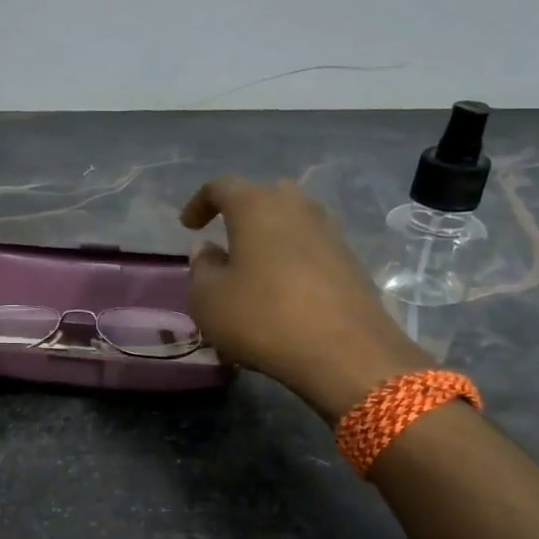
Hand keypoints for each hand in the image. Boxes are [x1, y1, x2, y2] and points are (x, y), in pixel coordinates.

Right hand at [181, 177, 427, 421]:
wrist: (344, 351)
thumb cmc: (262, 317)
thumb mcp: (208, 299)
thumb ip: (201, 268)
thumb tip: (208, 250)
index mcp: (256, 205)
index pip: (221, 186)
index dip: (200, 202)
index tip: (188, 225)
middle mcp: (297, 206)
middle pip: (264, 196)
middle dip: (242, 214)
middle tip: (226, 240)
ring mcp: (330, 232)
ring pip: (292, 221)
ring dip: (270, 237)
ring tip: (254, 268)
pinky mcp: (350, 261)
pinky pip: (311, 248)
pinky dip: (292, 259)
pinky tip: (282, 290)